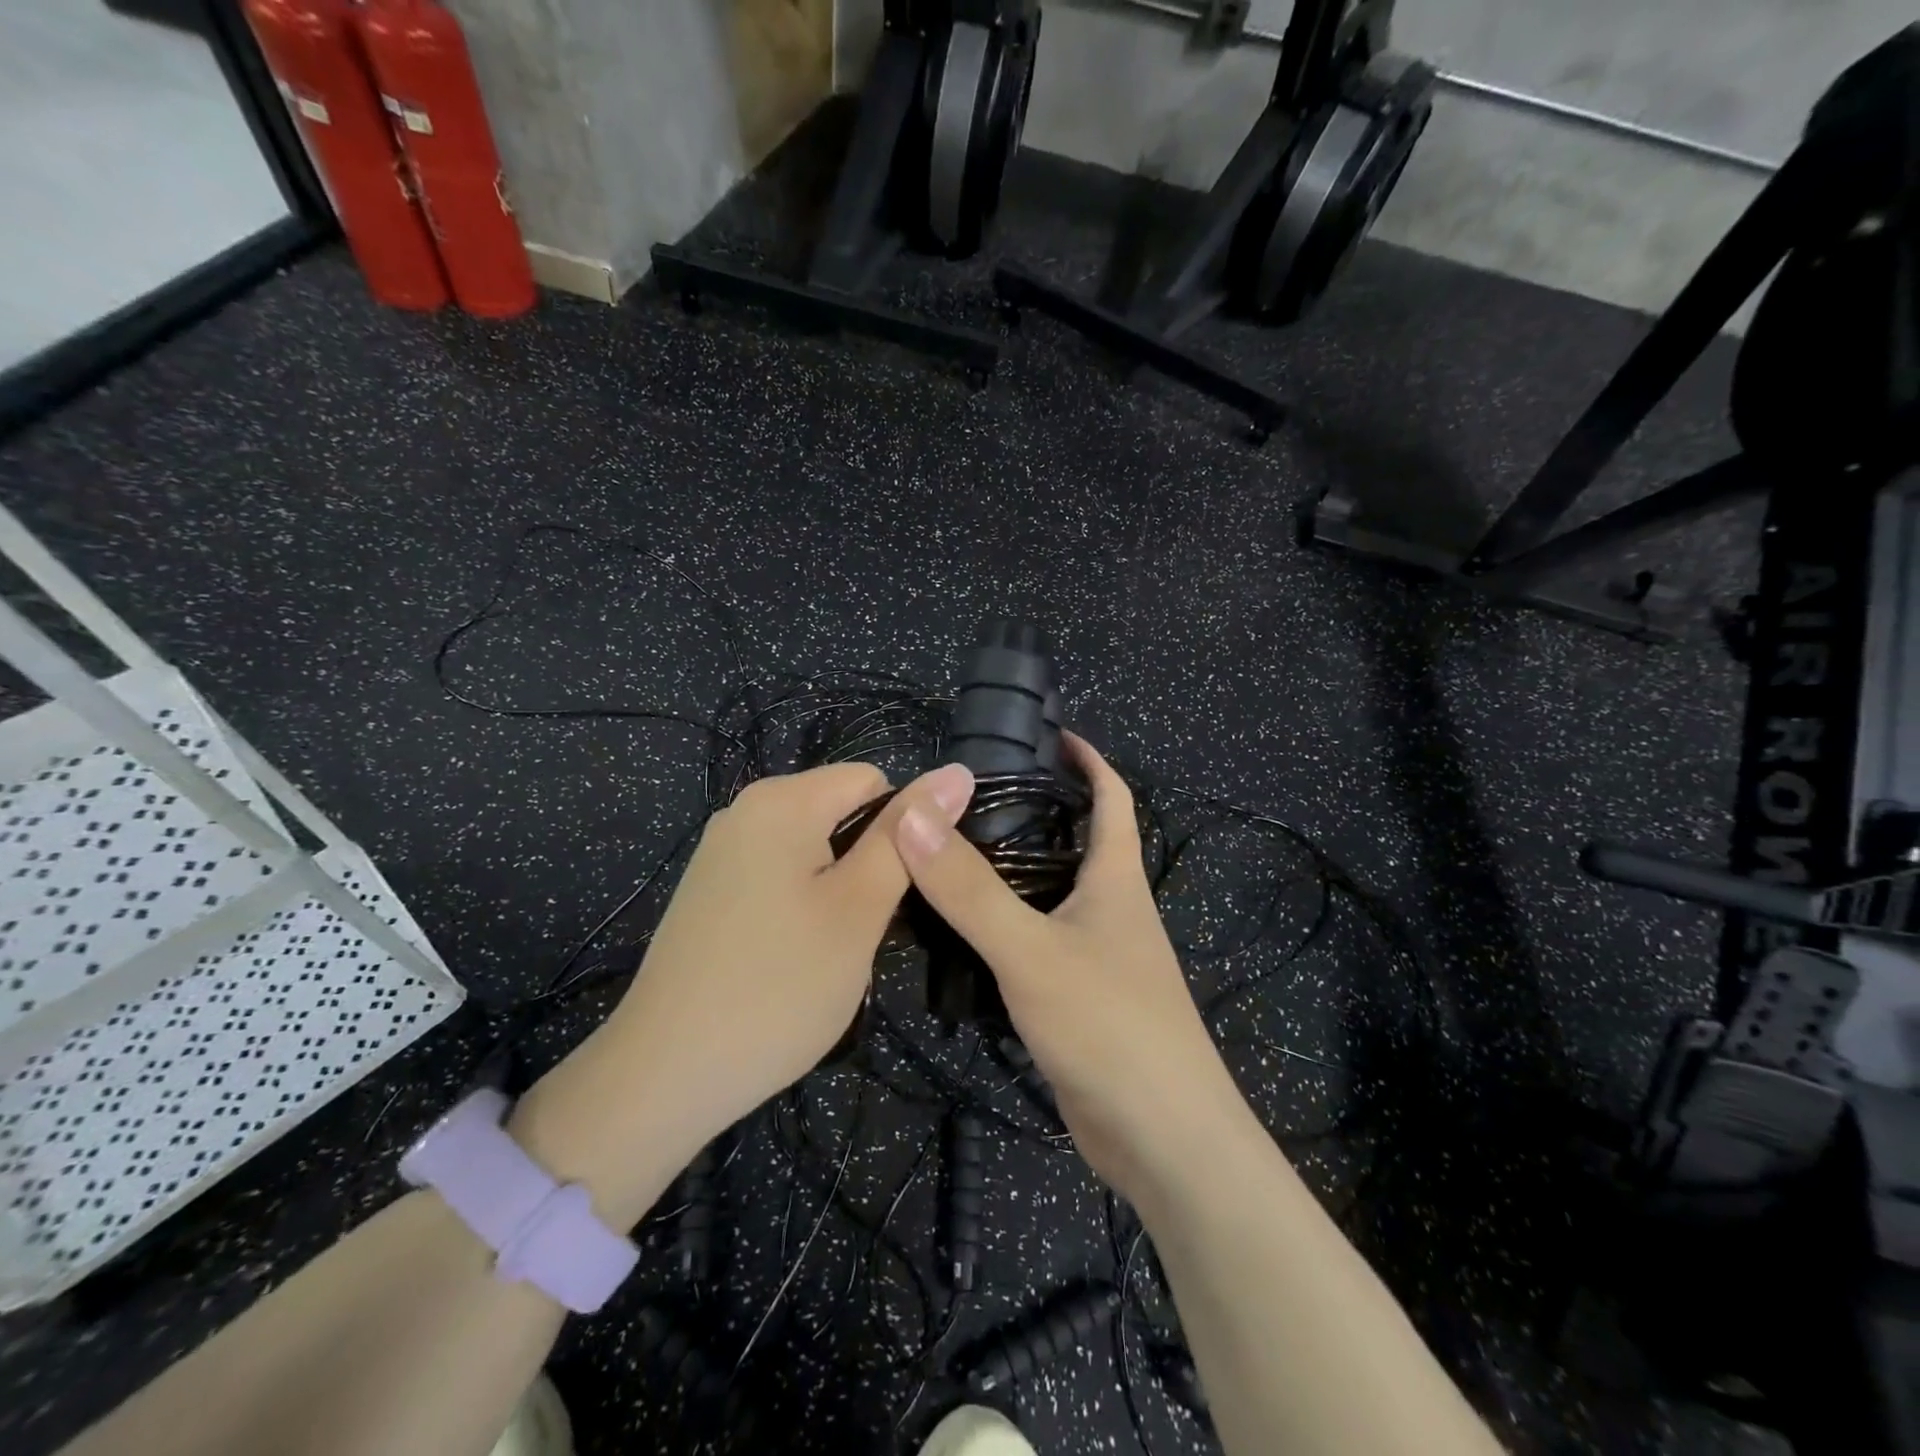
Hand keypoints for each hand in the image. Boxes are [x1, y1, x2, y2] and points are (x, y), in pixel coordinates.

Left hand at [513, 761, 972, 1227]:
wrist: (665, 1075)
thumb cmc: (778, 987)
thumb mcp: (858, 909)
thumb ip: (907, 837)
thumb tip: (957, 770)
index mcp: (782, 800)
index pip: (874, 781)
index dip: (901, 834)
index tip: (895, 895)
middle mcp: (745, 810)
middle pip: (841, 811)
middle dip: (867, 862)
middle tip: (863, 929)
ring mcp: (721, 851)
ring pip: (814, 848)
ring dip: (838, 889)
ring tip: (831, 949)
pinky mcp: (710, 889)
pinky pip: (780, 873)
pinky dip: (803, 904)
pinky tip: (793, 957)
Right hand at [892, 736, 1251, 1204]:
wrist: (1164, 1142)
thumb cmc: (1111, 1026)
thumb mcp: (1030, 951)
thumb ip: (969, 889)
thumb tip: (913, 814)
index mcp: (1116, 880)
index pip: (1113, 797)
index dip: (1086, 760)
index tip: (1046, 734)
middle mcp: (1111, 910)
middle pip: (1075, 843)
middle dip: (1033, 813)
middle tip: (966, 799)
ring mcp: (1098, 958)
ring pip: (1049, 897)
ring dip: (1010, 874)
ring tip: (948, 857)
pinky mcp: (1078, 1000)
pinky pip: (1036, 946)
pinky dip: (1003, 929)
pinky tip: (960, 936)